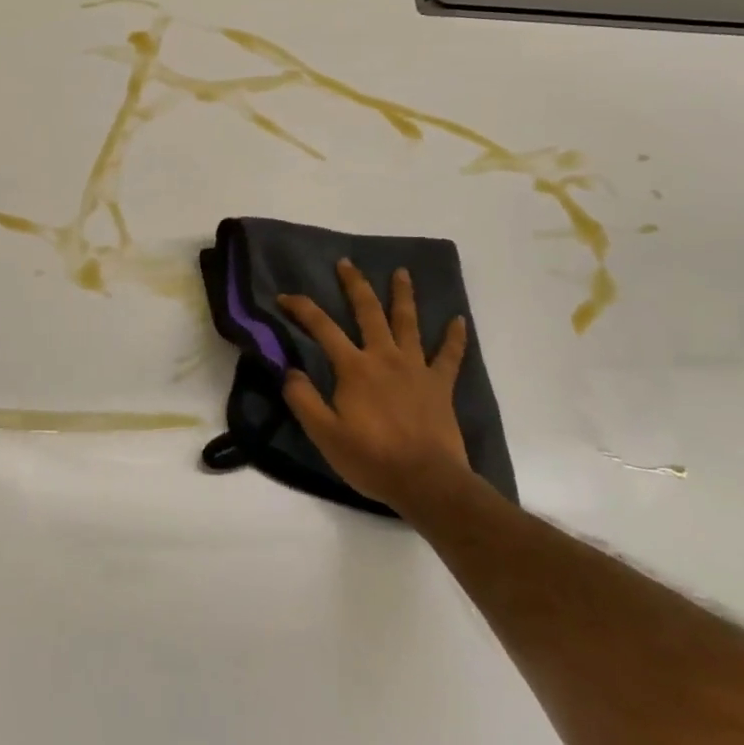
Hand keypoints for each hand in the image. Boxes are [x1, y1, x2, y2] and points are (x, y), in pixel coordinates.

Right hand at [277, 261, 474, 515]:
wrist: (426, 481)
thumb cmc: (370, 459)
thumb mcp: (324, 434)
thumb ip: (303, 399)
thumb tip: (290, 370)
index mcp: (354, 368)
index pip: (322, 328)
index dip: (301, 308)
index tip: (284, 297)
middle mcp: (384, 357)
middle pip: (368, 312)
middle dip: (355, 285)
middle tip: (347, 263)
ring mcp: (416, 368)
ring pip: (408, 323)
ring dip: (403, 295)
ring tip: (402, 272)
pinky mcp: (440, 385)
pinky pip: (450, 356)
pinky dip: (455, 337)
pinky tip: (459, 320)